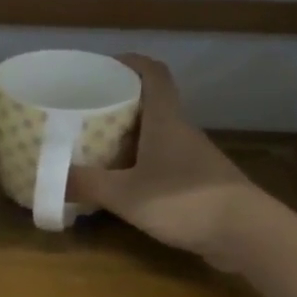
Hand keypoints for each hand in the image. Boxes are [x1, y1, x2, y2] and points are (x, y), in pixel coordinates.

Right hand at [66, 54, 269, 269]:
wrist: (246, 233)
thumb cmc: (184, 201)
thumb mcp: (126, 195)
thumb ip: (88, 185)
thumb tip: (51, 179)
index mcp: (166, 121)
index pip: (154, 73)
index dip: (130, 62)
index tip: (104, 66)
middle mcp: (182, 132)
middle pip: (153, 104)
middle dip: (121, 103)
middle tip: (88, 112)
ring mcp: (195, 158)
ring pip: (159, 135)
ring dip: (132, 137)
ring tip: (100, 148)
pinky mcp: (201, 183)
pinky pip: (166, 162)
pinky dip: (144, 164)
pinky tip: (127, 184)